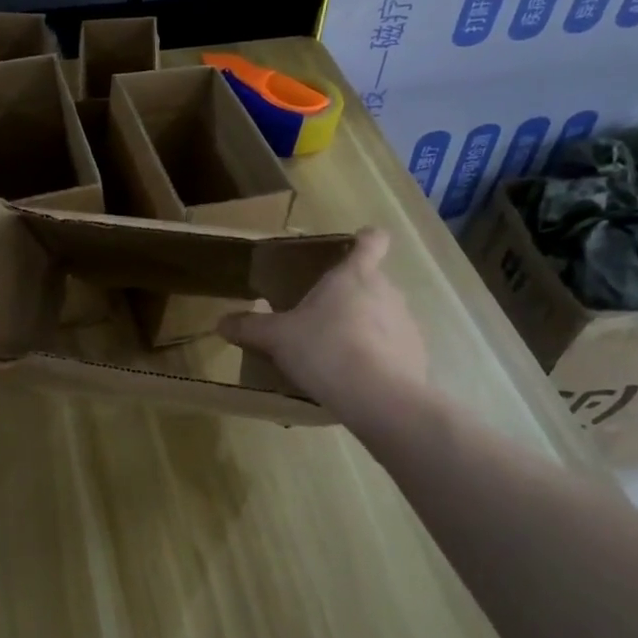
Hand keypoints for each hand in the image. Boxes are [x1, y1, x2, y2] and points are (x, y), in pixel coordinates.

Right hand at [220, 228, 426, 415]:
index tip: (355, 245)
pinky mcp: (417, 355)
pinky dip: (380, 357)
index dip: (365, 240)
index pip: (372, 241)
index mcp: (354, 275)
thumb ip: (250, 328)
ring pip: (384, 315)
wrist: (378, 397)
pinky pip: (395, 347)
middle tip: (323, 317)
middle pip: (373, 281)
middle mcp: (387, 291)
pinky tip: (359, 378)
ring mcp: (407, 323)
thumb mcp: (277, 338)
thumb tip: (220, 323)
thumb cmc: (324, 349)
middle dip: (352, 295)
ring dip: (366, 327)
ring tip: (339, 354)